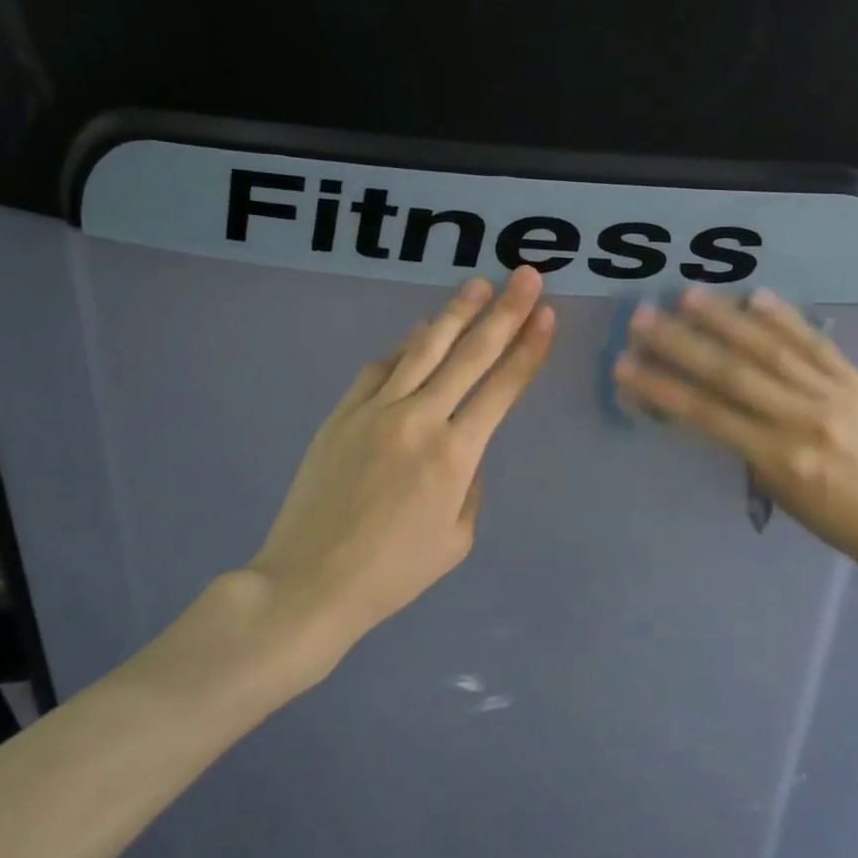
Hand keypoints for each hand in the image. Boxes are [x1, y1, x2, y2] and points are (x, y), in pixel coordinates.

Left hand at [246, 267, 555, 658]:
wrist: (310, 581)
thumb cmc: (393, 572)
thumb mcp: (456, 539)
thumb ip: (469, 486)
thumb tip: (460, 452)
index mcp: (454, 455)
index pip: (502, 388)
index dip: (528, 349)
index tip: (546, 316)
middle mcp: (419, 419)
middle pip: (469, 354)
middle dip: (504, 312)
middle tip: (526, 277)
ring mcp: (375, 411)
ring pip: (423, 348)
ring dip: (455, 313)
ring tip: (477, 284)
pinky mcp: (342, 413)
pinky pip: (379, 368)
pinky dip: (404, 346)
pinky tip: (419, 331)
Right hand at [612, 287, 857, 577]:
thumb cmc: (830, 518)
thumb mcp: (775, 490)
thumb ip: (744, 443)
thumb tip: (707, 400)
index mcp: (778, 458)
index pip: (707, 414)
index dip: (662, 388)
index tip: (625, 366)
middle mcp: (803, 421)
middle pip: (732, 374)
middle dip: (682, 344)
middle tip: (643, 318)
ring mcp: (833, 395)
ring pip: (771, 350)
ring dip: (725, 320)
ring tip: (688, 296)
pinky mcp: (857, 380)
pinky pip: (816, 343)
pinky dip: (784, 318)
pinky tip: (755, 295)